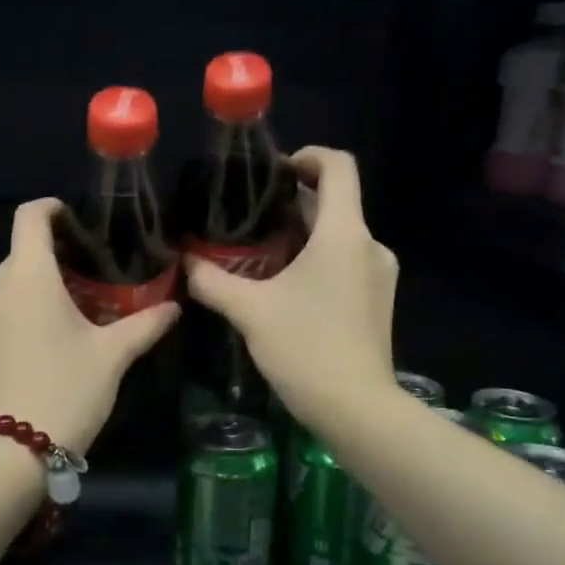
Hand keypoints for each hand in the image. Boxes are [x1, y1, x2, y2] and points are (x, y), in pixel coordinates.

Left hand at [0, 199, 180, 453]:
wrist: (13, 451)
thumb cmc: (67, 390)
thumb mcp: (112, 356)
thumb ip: (145, 324)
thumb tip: (174, 307)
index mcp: (28, 278)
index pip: (30, 218)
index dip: (52, 208)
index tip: (76, 218)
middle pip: (22, 251)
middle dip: (54, 253)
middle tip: (90, 269)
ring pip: (10, 281)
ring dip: (38, 282)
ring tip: (74, 301)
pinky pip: (0, 307)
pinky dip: (23, 306)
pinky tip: (49, 331)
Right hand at [184, 147, 397, 436]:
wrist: (357, 409)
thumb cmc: (306, 348)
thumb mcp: (250, 311)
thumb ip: (212, 281)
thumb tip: (185, 262)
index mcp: (344, 234)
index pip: (338, 167)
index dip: (307, 156)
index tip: (273, 172)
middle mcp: (369, 245)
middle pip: (334, 202)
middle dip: (292, 202)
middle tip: (247, 217)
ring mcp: (379, 274)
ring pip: (339, 235)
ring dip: (302, 234)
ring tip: (258, 252)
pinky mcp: (378, 300)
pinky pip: (346, 261)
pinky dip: (317, 259)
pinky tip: (285, 286)